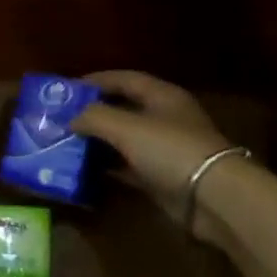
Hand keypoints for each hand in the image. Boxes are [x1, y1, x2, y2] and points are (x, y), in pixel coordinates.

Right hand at [71, 71, 241, 241]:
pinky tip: (86, 169)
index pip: (124, 78)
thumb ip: (94, 117)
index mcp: (161, 95)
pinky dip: (109, 166)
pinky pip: (130, 166)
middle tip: (62, 117)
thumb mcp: (126, 127)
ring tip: (67, 142)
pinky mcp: (163, 177)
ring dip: (99, 141)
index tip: (66, 89)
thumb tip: (70, 117)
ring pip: (125, 139)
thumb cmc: (170, 150)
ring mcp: (165, 149)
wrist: (214, 198)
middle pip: (124, 108)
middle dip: (94, 112)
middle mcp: (164, 118)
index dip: (96, 80)